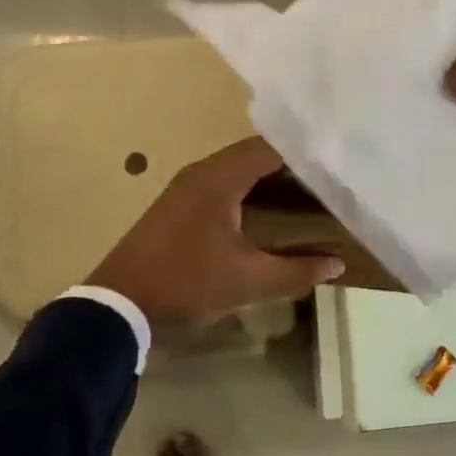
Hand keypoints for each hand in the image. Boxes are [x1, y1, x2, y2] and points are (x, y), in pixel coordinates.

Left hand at [88, 137, 343, 327]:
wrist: (118, 307)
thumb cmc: (186, 284)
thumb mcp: (248, 282)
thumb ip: (296, 271)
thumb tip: (337, 264)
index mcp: (219, 178)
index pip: (270, 148)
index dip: (305, 153)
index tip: (337, 162)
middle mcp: (202, 172)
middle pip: (255, 155)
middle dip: (292, 165)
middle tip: (329, 177)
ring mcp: (186, 187)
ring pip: (237, 170)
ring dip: (269, 178)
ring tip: (309, 191)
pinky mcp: (178, 205)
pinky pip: (223, 184)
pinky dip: (249, 190)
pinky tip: (269, 210)